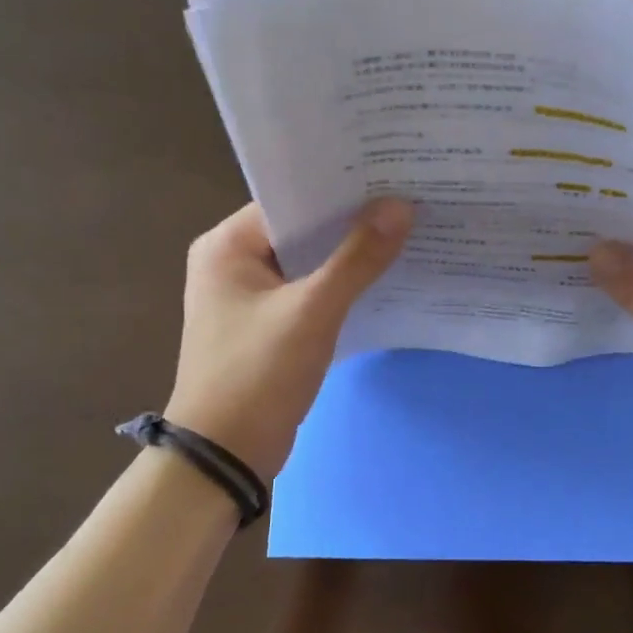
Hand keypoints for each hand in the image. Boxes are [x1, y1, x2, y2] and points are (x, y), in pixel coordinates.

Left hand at [166, 199, 412, 477]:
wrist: (225, 455)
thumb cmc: (258, 375)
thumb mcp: (312, 312)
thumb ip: (357, 258)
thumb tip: (400, 206)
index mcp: (227, 246)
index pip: (290, 199)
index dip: (339, 188)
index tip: (390, 176)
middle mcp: (232, 262)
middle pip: (301, 229)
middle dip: (351, 221)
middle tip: (408, 199)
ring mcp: (249, 296)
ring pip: (308, 262)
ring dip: (349, 255)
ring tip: (406, 231)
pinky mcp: (267, 325)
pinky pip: (309, 292)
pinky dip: (340, 286)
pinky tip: (382, 278)